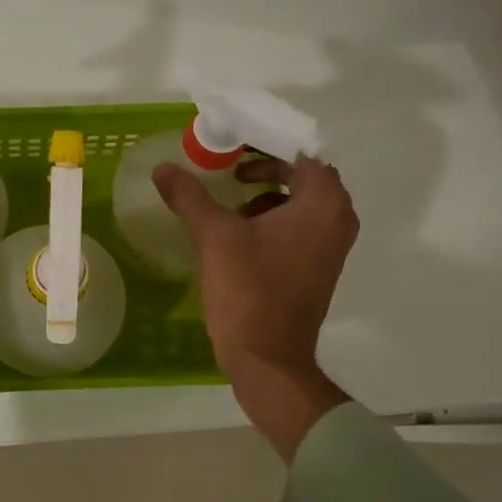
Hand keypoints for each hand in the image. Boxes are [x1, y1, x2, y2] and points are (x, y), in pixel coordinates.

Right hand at [153, 156, 357, 461]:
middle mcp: (338, 219)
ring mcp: (331, 247)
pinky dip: (275, 220)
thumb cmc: (248, 290)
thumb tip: (163, 168)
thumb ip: (190, 196)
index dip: (265, 144)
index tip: (233, 142)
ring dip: (269, 195)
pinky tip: (240, 234)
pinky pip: (300, 228)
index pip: (300, 152)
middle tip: (229, 167)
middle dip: (266, 168)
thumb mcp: (214, 236)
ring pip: (302, 203)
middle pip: (304, 176)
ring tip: (231, 200)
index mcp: (323, 203)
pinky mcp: (319, 268)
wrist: (268, 358)